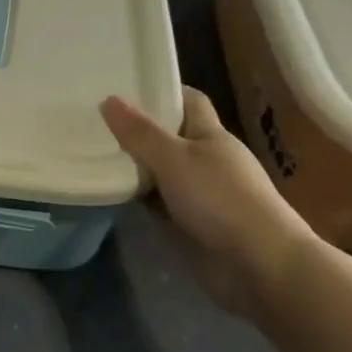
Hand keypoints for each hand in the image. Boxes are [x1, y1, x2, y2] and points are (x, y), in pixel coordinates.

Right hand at [101, 88, 316, 316]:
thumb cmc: (221, 199)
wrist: (260, 266)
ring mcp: (199, 194)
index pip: (187, 100)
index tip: (125, 85)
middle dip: (137, 128)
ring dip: (134, 165)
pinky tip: (109, 190)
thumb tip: (109, 99)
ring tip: (91, 149)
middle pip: (168, 135)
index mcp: (211, 135)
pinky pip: (157, 202)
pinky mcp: (189, 224)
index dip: (161, 91)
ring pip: (160, 170)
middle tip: (93, 118)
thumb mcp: (174, 159)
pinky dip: (137, 196)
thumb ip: (140, 132)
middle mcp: (205, 160)